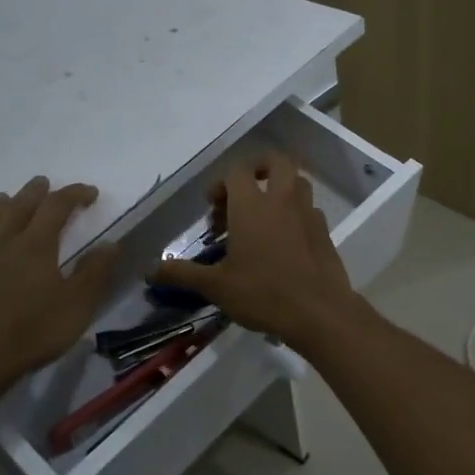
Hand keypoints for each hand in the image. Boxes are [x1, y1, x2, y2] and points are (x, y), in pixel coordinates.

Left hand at [0, 177, 117, 390]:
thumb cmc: (31, 333)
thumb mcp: (77, 305)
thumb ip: (94, 273)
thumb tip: (110, 243)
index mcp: (35, 247)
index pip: (57, 208)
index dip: (74, 195)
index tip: (90, 193)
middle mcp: (0, 246)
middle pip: (17, 209)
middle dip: (33, 193)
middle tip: (42, 183)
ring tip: (0, 198)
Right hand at [148, 154, 365, 346]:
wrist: (319, 312)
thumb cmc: (263, 294)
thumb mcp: (216, 287)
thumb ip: (183, 274)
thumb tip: (150, 270)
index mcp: (252, 205)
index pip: (237, 171)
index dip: (221, 183)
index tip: (213, 208)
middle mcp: (282, 200)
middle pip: (276, 161)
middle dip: (258, 169)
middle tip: (242, 193)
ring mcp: (308, 213)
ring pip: (296, 182)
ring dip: (279, 189)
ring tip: (262, 216)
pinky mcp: (325, 231)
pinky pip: (308, 209)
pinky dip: (294, 214)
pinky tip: (284, 241)